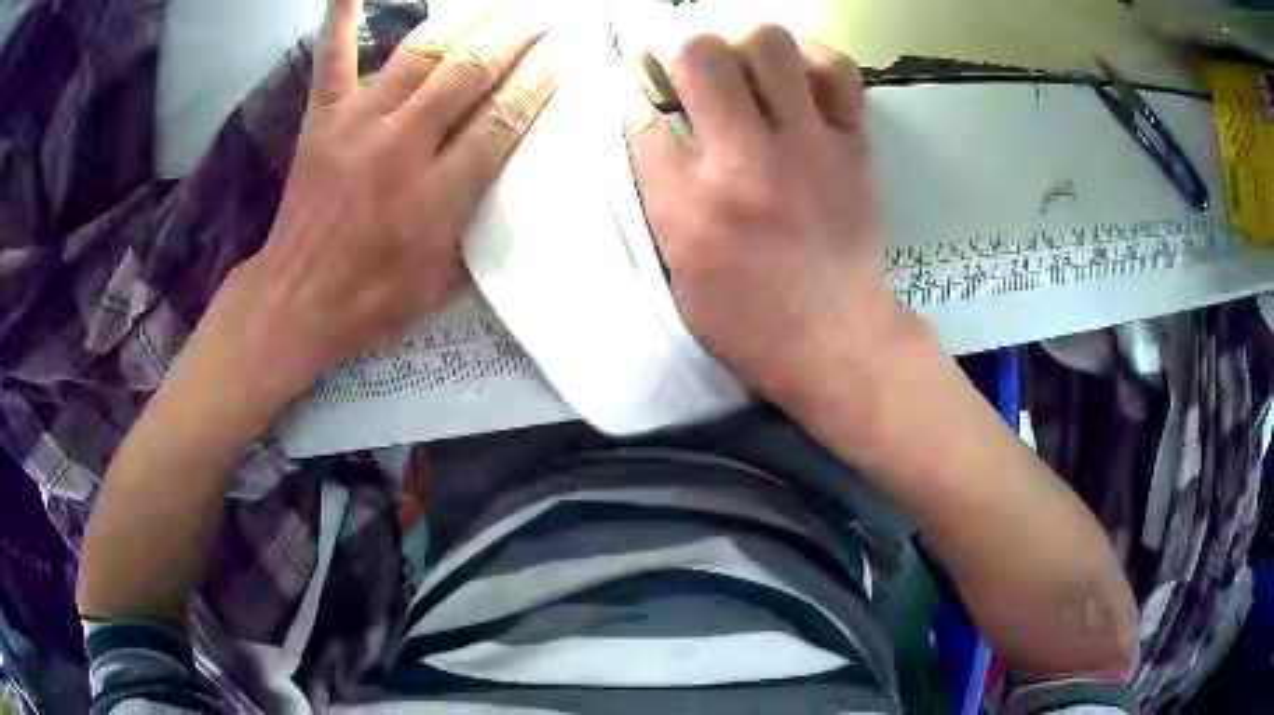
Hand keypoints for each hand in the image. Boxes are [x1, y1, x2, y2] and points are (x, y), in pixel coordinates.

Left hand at [201, 0, 554, 412]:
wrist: (297, 300)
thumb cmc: (373, 299)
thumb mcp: (444, 281)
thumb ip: (479, 226)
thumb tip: (512, 178)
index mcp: (437, 194)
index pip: (503, 118)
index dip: (539, 80)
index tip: (564, 55)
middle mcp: (401, 146)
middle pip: (470, 72)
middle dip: (515, 37)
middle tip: (543, 16)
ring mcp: (357, 124)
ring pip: (420, 53)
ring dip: (466, 18)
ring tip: (496, 2)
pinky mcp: (322, 119)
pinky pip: (333, 58)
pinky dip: (342, 17)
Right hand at [626, 27, 927, 426]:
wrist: (836, 339)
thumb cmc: (748, 321)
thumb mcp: (678, 269)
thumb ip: (657, 196)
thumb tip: (649, 128)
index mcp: (688, 204)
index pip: (637, 111)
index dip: (628, 87)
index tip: (635, 84)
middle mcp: (744, 160)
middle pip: (700, 53)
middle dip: (679, 46)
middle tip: (685, 62)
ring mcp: (807, 146)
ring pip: (768, 44)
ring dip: (745, 44)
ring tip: (743, 66)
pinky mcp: (853, 145)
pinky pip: (838, 71)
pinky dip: (812, 61)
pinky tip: (797, 77)